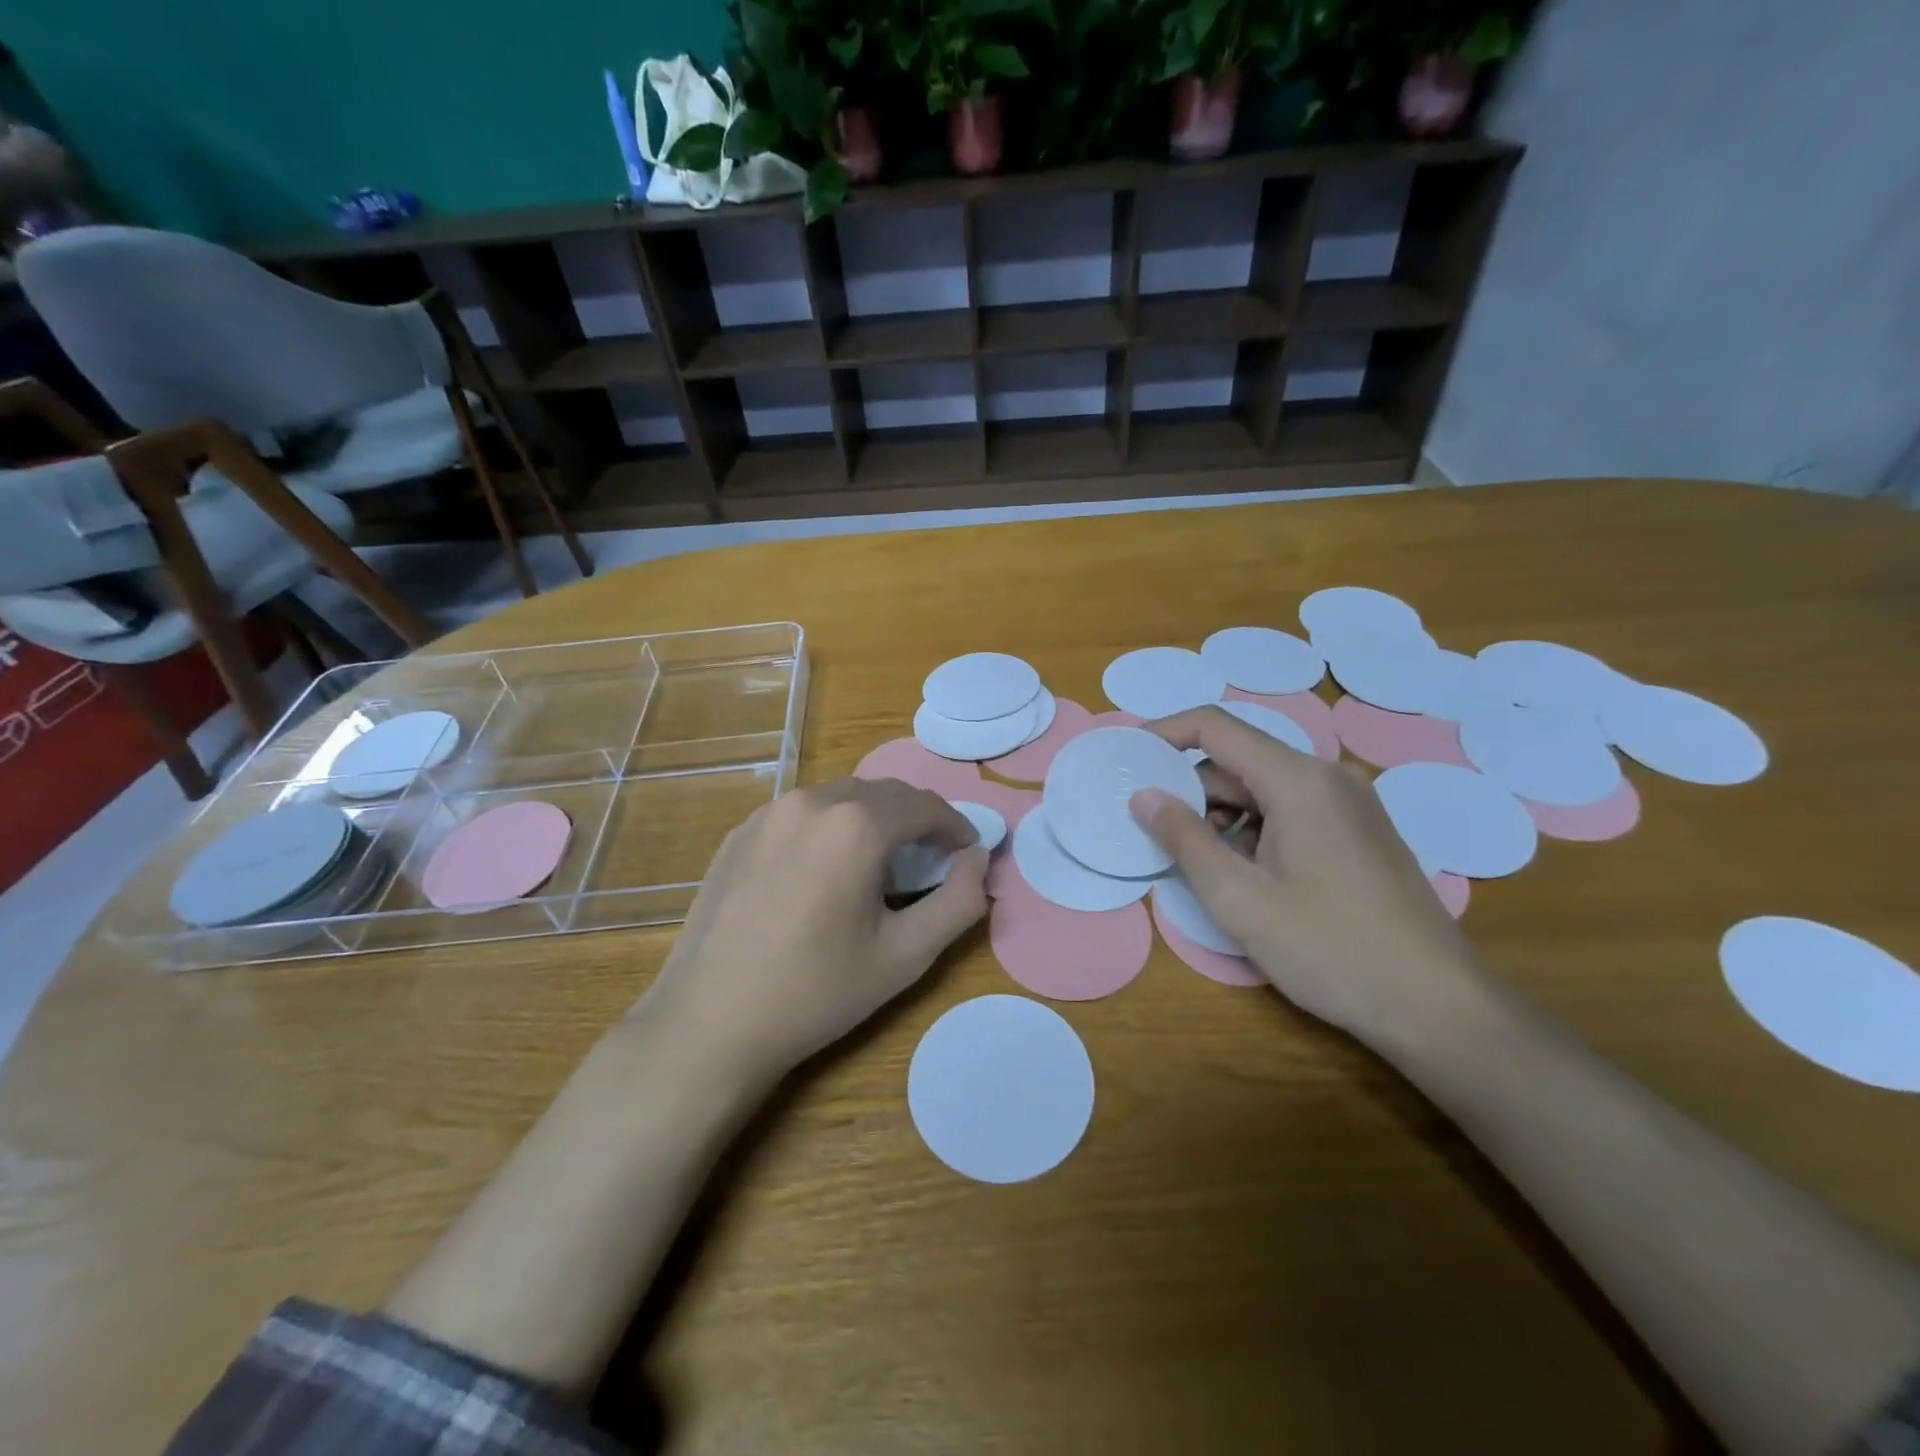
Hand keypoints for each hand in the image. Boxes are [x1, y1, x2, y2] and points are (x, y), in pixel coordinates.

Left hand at [634, 777, 989, 1083]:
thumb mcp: (905, 956)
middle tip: (931, 859)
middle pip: (883, 794)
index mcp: (856, 825)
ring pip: (840, 798)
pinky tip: (824, 871)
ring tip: (879, 864)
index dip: (955, 826)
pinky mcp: (739, 833)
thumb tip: (977, 861)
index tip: (967, 853)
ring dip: (872, 819)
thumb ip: (958, 902)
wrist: (709, 1023)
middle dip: (916, 819)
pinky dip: (829, 828)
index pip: (924, 805)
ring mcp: (768, 813)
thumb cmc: (816, 992)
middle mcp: (812, 801)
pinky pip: (801, 814)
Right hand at [1129, 707, 1482, 1048]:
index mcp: (1299, 780)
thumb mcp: (1240, 900)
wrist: (1437, 1007)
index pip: (1216, 727)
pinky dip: (1254, 829)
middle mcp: (1328, 777)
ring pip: (1263, 789)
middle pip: (1239, 760)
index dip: (1165, 734)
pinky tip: (1245, 876)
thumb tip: (1144, 797)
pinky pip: (1291, 810)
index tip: (1128, 760)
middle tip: (1153, 831)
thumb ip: (1184, 840)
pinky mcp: (1359, 831)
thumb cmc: (1331, 950)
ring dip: (1221, 815)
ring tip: (1199, 864)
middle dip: (1190, 789)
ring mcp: (1350, 804)